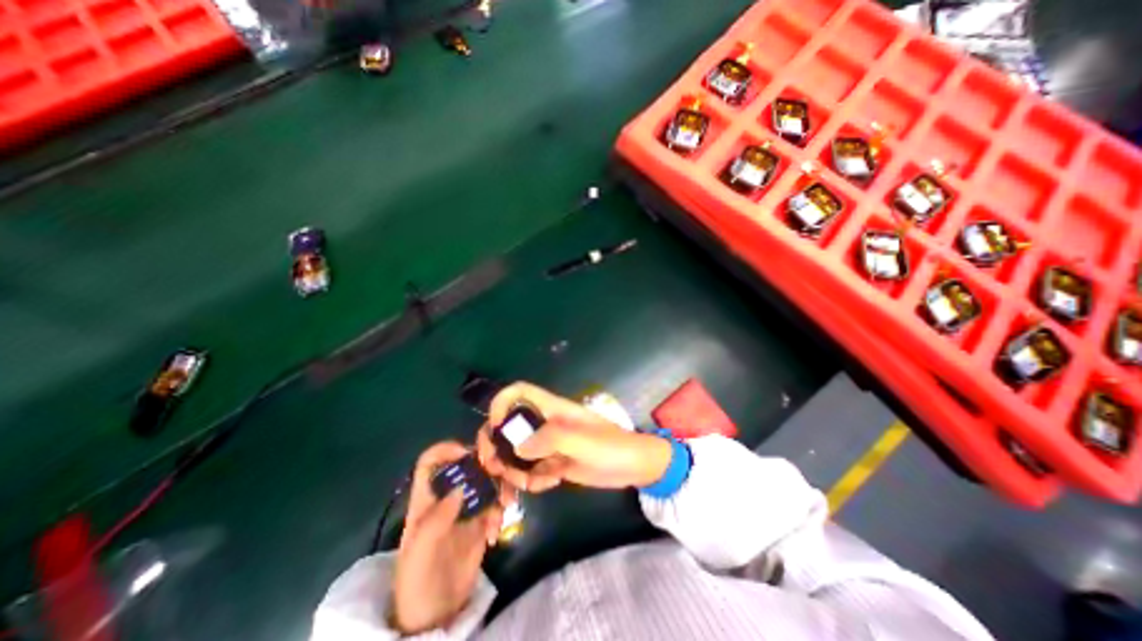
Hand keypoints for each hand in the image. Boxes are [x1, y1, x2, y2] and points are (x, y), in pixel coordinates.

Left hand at [397, 442, 510, 633]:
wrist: (435, 615)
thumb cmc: (418, 580)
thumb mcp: (420, 551)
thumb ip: (436, 518)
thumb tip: (460, 487)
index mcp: (427, 498)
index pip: (430, 462)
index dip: (445, 450)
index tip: (466, 453)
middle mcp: (448, 496)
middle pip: (467, 466)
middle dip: (486, 467)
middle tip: (501, 476)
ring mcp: (467, 507)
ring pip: (486, 481)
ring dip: (499, 489)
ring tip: (505, 507)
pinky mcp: (482, 520)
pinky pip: (496, 503)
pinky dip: (500, 511)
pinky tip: (495, 532)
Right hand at [478, 383, 669, 493]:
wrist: (634, 467)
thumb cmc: (611, 446)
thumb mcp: (582, 440)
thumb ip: (550, 439)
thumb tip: (517, 448)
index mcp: (552, 409)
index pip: (519, 392)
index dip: (501, 403)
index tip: (495, 427)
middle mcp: (546, 424)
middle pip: (510, 426)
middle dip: (498, 446)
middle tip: (496, 469)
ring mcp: (549, 445)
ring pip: (517, 453)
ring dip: (515, 470)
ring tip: (528, 484)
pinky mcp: (554, 464)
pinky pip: (532, 471)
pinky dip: (533, 480)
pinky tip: (550, 484)